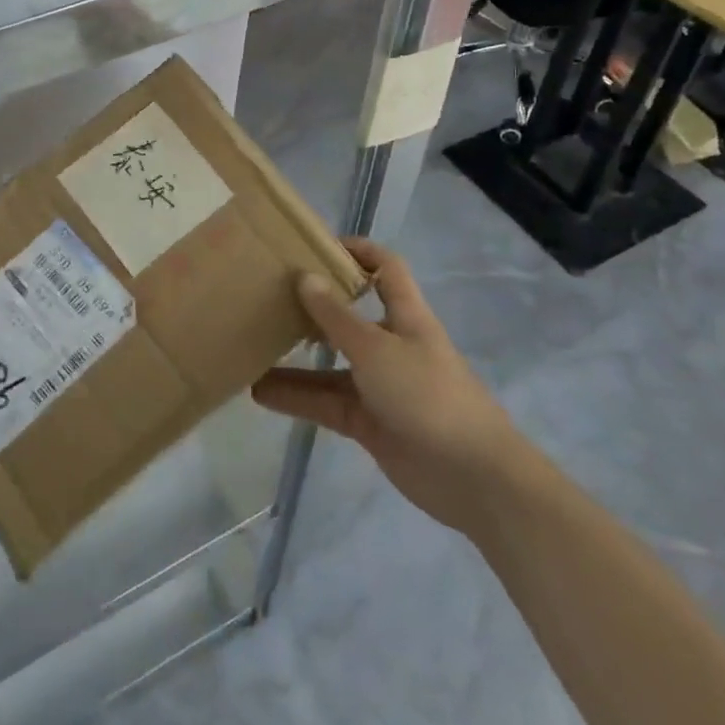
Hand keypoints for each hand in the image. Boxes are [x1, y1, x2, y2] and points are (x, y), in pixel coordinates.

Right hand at [252, 239, 519, 532]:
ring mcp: (380, 386)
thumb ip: (336, 317)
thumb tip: (304, 277)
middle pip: (349, 317)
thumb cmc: (428, 395)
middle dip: (313, 307)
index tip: (316, 247)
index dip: (358, 252)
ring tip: (251, 347)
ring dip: (294, 360)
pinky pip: (325, 403)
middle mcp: (392, 345)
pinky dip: (297, 398)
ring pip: (330, 365)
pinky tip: (260, 393)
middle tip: (267, 297)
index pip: (386, 269)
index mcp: (405, 316)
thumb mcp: (376, 349)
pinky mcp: (369, 423)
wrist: (473, 478)